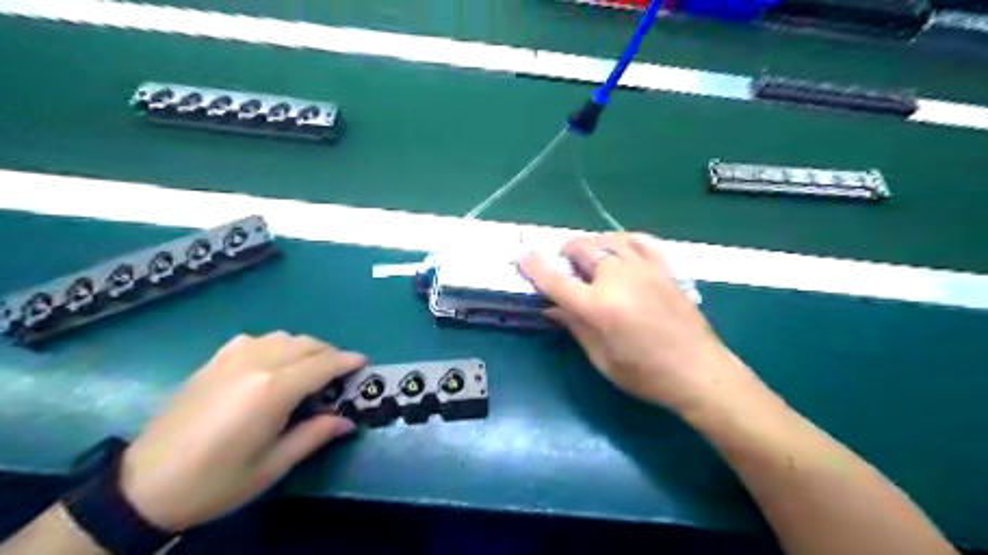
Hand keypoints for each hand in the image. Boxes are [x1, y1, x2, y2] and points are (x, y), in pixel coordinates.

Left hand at [116, 332, 365, 529]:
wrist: (142, 487)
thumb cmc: (215, 481)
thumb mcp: (272, 466)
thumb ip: (314, 435)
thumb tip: (347, 421)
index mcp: (273, 389)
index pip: (323, 364)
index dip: (347, 361)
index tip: (364, 363)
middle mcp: (256, 364)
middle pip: (306, 344)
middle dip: (329, 354)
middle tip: (339, 374)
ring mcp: (231, 359)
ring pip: (282, 337)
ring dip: (304, 347)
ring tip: (309, 369)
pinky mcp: (213, 362)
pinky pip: (255, 340)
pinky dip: (274, 345)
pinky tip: (271, 363)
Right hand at [520, 230, 753, 416]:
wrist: (699, 372)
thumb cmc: (645, 375)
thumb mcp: (602, 358)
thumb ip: (575, 327)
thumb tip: (552, 308)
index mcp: (598, 307)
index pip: (556, 281)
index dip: (535, 267)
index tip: (522, 256)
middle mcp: (618, 280)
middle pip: (582, 249)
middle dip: (565, 251)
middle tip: (563, 263)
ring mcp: (644, 270)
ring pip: (609, 239)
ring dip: (593, 243)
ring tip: (590, 256)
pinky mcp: (664, 269)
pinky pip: (641, 242)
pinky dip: (624, 240)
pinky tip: (620, 247)